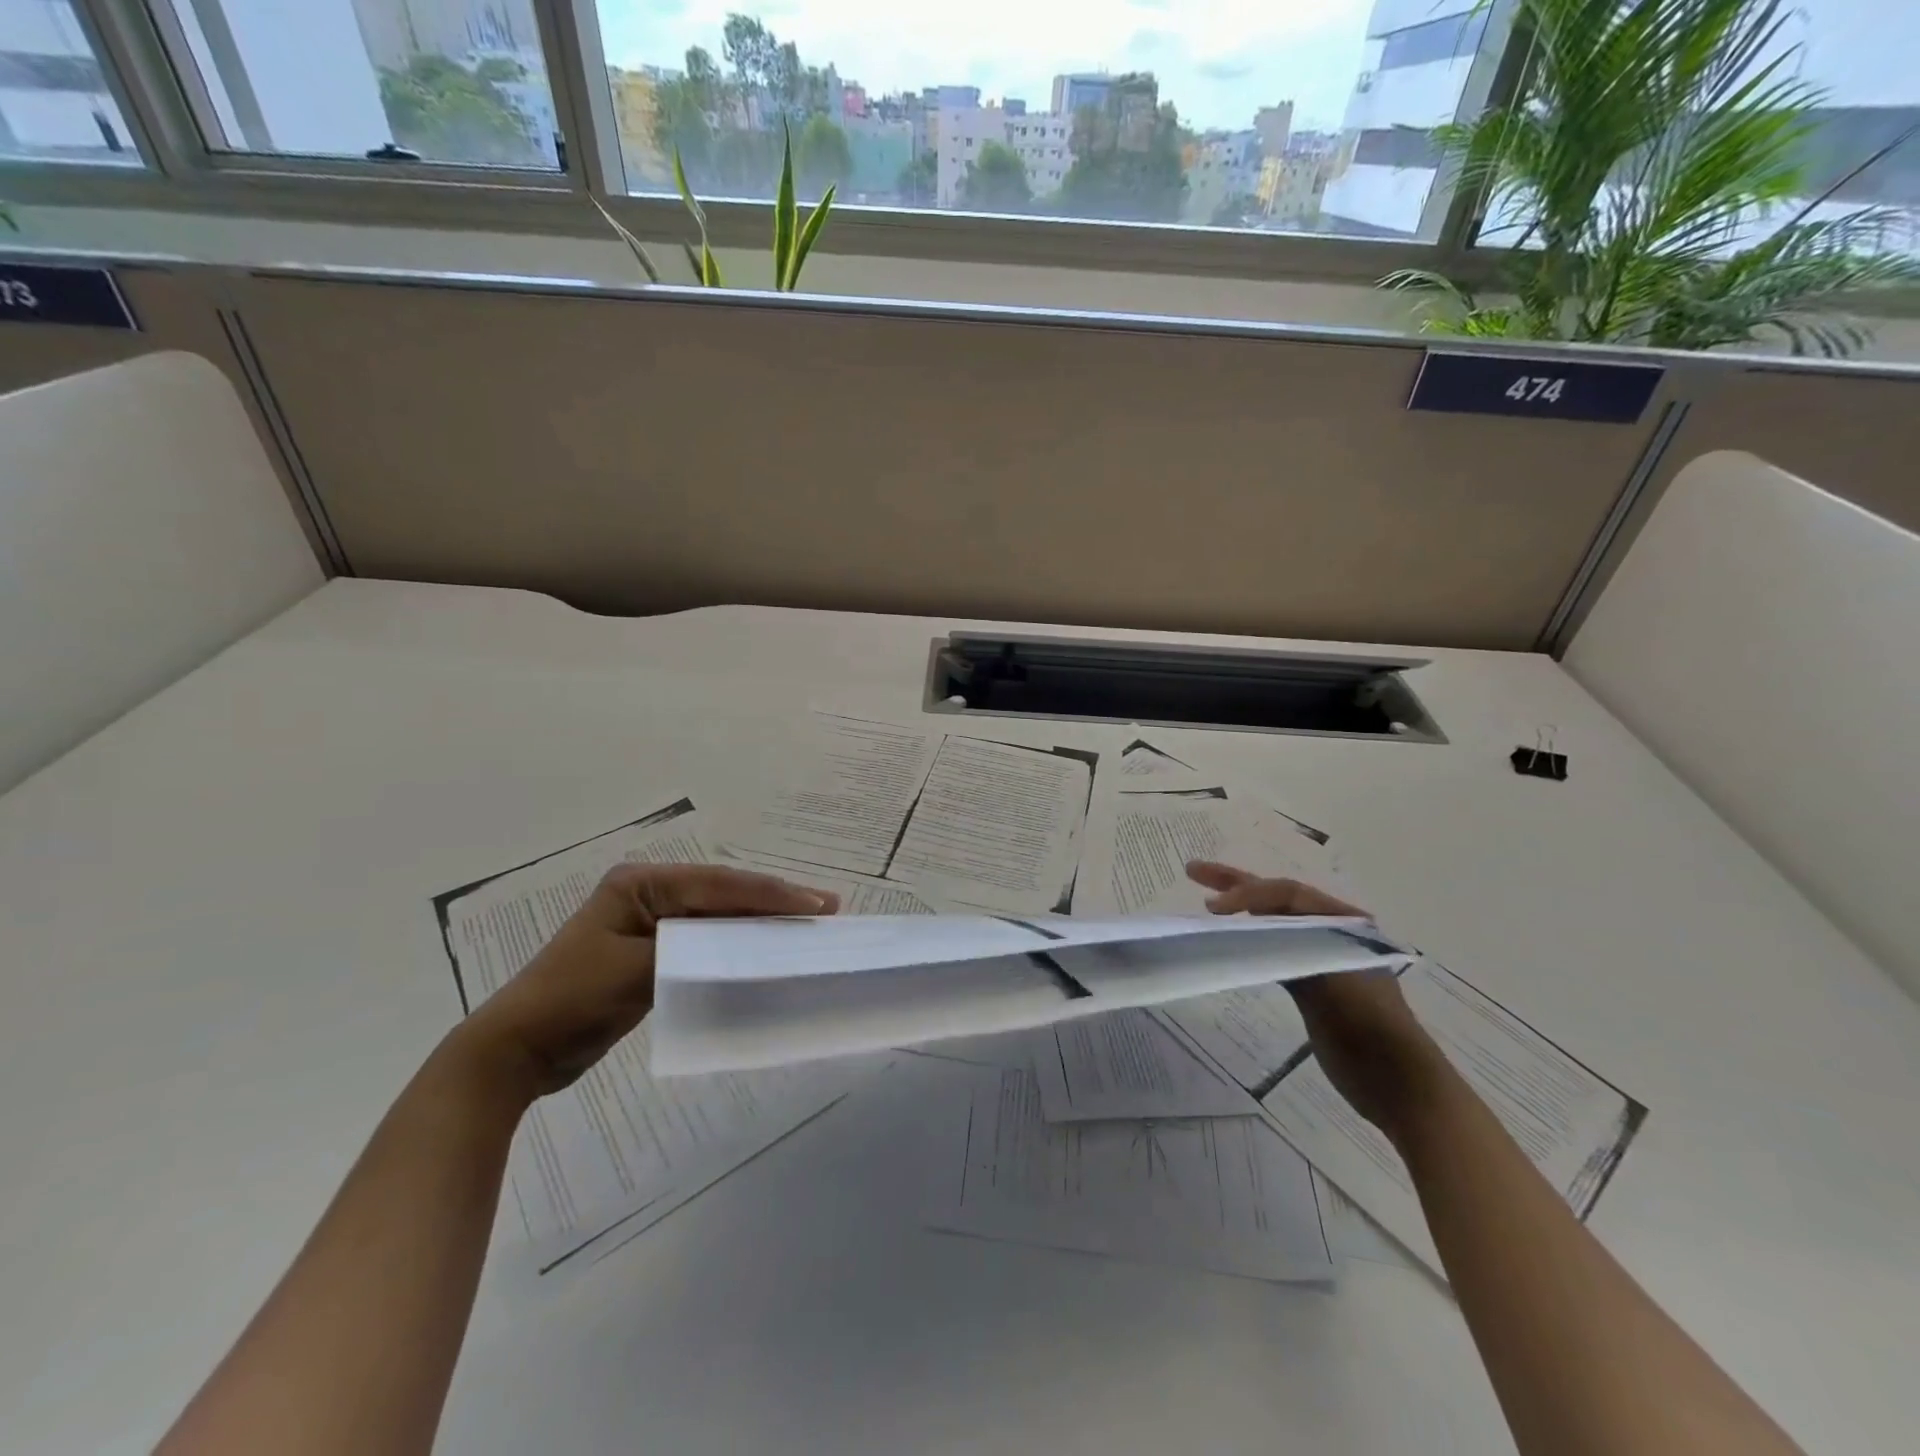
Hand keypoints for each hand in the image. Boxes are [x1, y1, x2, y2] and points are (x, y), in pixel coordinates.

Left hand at [452, 863, 835, 1099]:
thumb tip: (751, 942)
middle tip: (826, 907)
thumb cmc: (572, 999)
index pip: (720, 885)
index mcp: (642, 883)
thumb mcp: (636, 970)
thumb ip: (694, 950)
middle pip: (725, 893)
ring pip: (720, 915)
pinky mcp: (653, 950)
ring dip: (761, 920)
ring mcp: (651, 921)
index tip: (816, 905)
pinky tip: (766, 947)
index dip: (771, 894)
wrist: (515, 1050)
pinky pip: (707, 939)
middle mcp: (650, 892)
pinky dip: (738, 942)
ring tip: (807, 922)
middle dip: (775, 900)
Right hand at [1185, 860, 1445, 1135]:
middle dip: (1237, 883)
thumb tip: (1248, 923)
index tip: (1212, 908)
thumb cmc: (1371, 1029)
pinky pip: (1274, 948)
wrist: (1400, 1085)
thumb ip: (1294, 948)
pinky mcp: (1310, 984)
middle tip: (1194, 871)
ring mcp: (1320, 957)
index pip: (1286, 894)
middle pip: (1277, 898)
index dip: (1247, 893)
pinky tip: (1230, 937)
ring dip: (1240, 908)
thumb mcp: (1333, 982)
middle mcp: (1332, 932)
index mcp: (1344, 924)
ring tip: (1206, 898)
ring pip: (1273, 921)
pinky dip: (1249, 938)